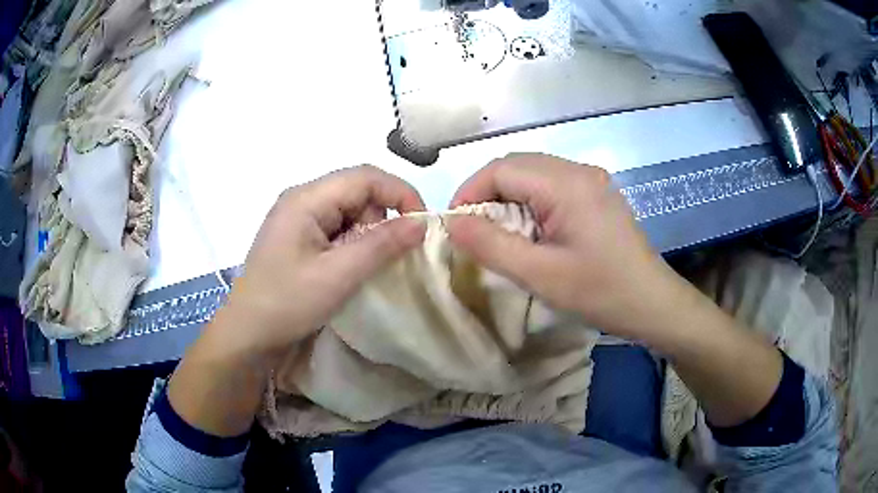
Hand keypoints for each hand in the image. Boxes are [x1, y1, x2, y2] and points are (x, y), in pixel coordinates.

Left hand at [216, 165, 426, 363]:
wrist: (247, 334)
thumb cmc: (287, 303)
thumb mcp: (338, 275)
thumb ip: (381, 245)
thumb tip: (422, 223)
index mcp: (307, 198)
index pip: (365, 177)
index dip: (400, 193)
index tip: (422, 225)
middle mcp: (302, 199)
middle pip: (358, 192)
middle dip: (380, 220)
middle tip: (383, 258)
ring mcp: (298, 218)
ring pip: (350, 212)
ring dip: (365, 236)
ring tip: (358, 270)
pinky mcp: (298, 237)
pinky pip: (336, 229)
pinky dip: (352, 245)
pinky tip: (346, 270)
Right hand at [446, 153, 686, 339]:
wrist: (653, 304)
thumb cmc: (600, 292)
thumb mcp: (540, 275)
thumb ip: (491, 245)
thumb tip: (452, 222)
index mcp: (566, 184)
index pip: (501, 169)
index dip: (470, 192)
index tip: (455, 226)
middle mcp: (579, 170)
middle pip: (516, 166)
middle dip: (487, 194)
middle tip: (475, 232)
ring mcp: (591, 180)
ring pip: (533, 174)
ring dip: (508, 198)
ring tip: (500, 234)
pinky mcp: (597, 194)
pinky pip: (552, 185)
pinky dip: (530, 202)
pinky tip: (532, 231)